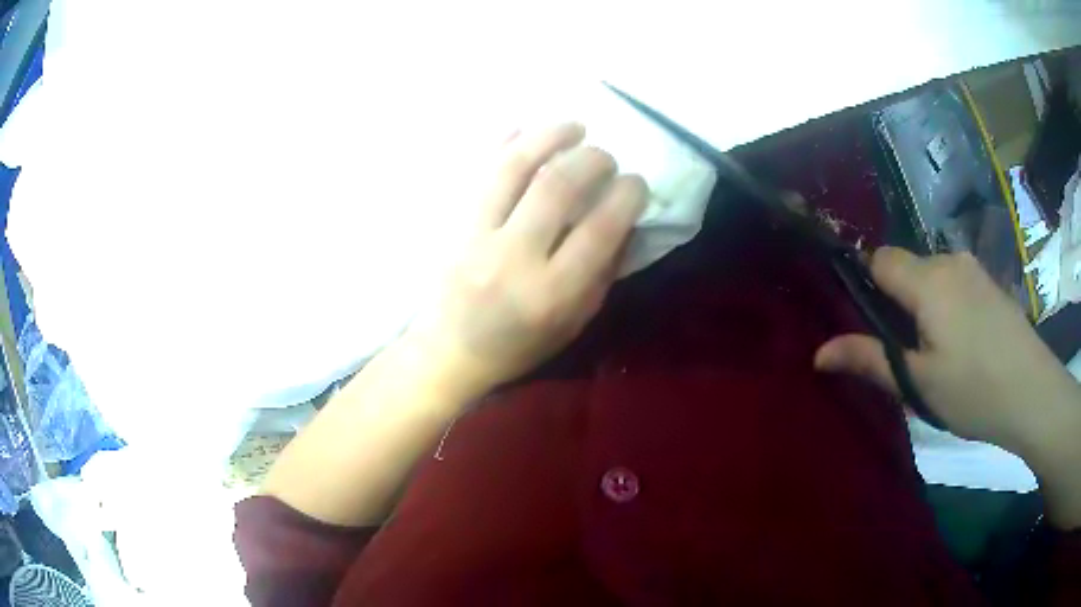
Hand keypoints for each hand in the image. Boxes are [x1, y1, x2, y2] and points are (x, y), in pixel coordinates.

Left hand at [406, 123, 647, 392]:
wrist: (448, 351)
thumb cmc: (518, 345)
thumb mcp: (573, 323)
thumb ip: (602, 272)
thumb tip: (625, 220)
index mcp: (551, 293)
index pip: (599, 228)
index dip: (627, 194)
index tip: (636, 182)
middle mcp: (513, 258)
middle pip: (557, 187)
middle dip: (592, 159)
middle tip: (605, 156)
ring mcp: (475, 234)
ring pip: (513, 167)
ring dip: (548, 136)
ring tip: (574, 126)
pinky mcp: (451, 222)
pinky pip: (478, 170)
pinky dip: (503, 142)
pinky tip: (524, 129)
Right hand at [815, 247, 1080, 462]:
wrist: (1033, 392)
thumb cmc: (974, 390)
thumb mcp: (919, 383)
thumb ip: (871, 360)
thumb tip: (818, 353)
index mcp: (928, 281)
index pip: (880, 259)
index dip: (866, 281)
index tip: (870, 322)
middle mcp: (949, 261)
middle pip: (907, 266)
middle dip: (898, 300)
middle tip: (908, 352)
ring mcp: (973, 269)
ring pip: (932, 275)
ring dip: (924, 304)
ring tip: (938, 352)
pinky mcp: (989, 282)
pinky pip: (954, 282)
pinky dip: (947, 304)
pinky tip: (963, 343)